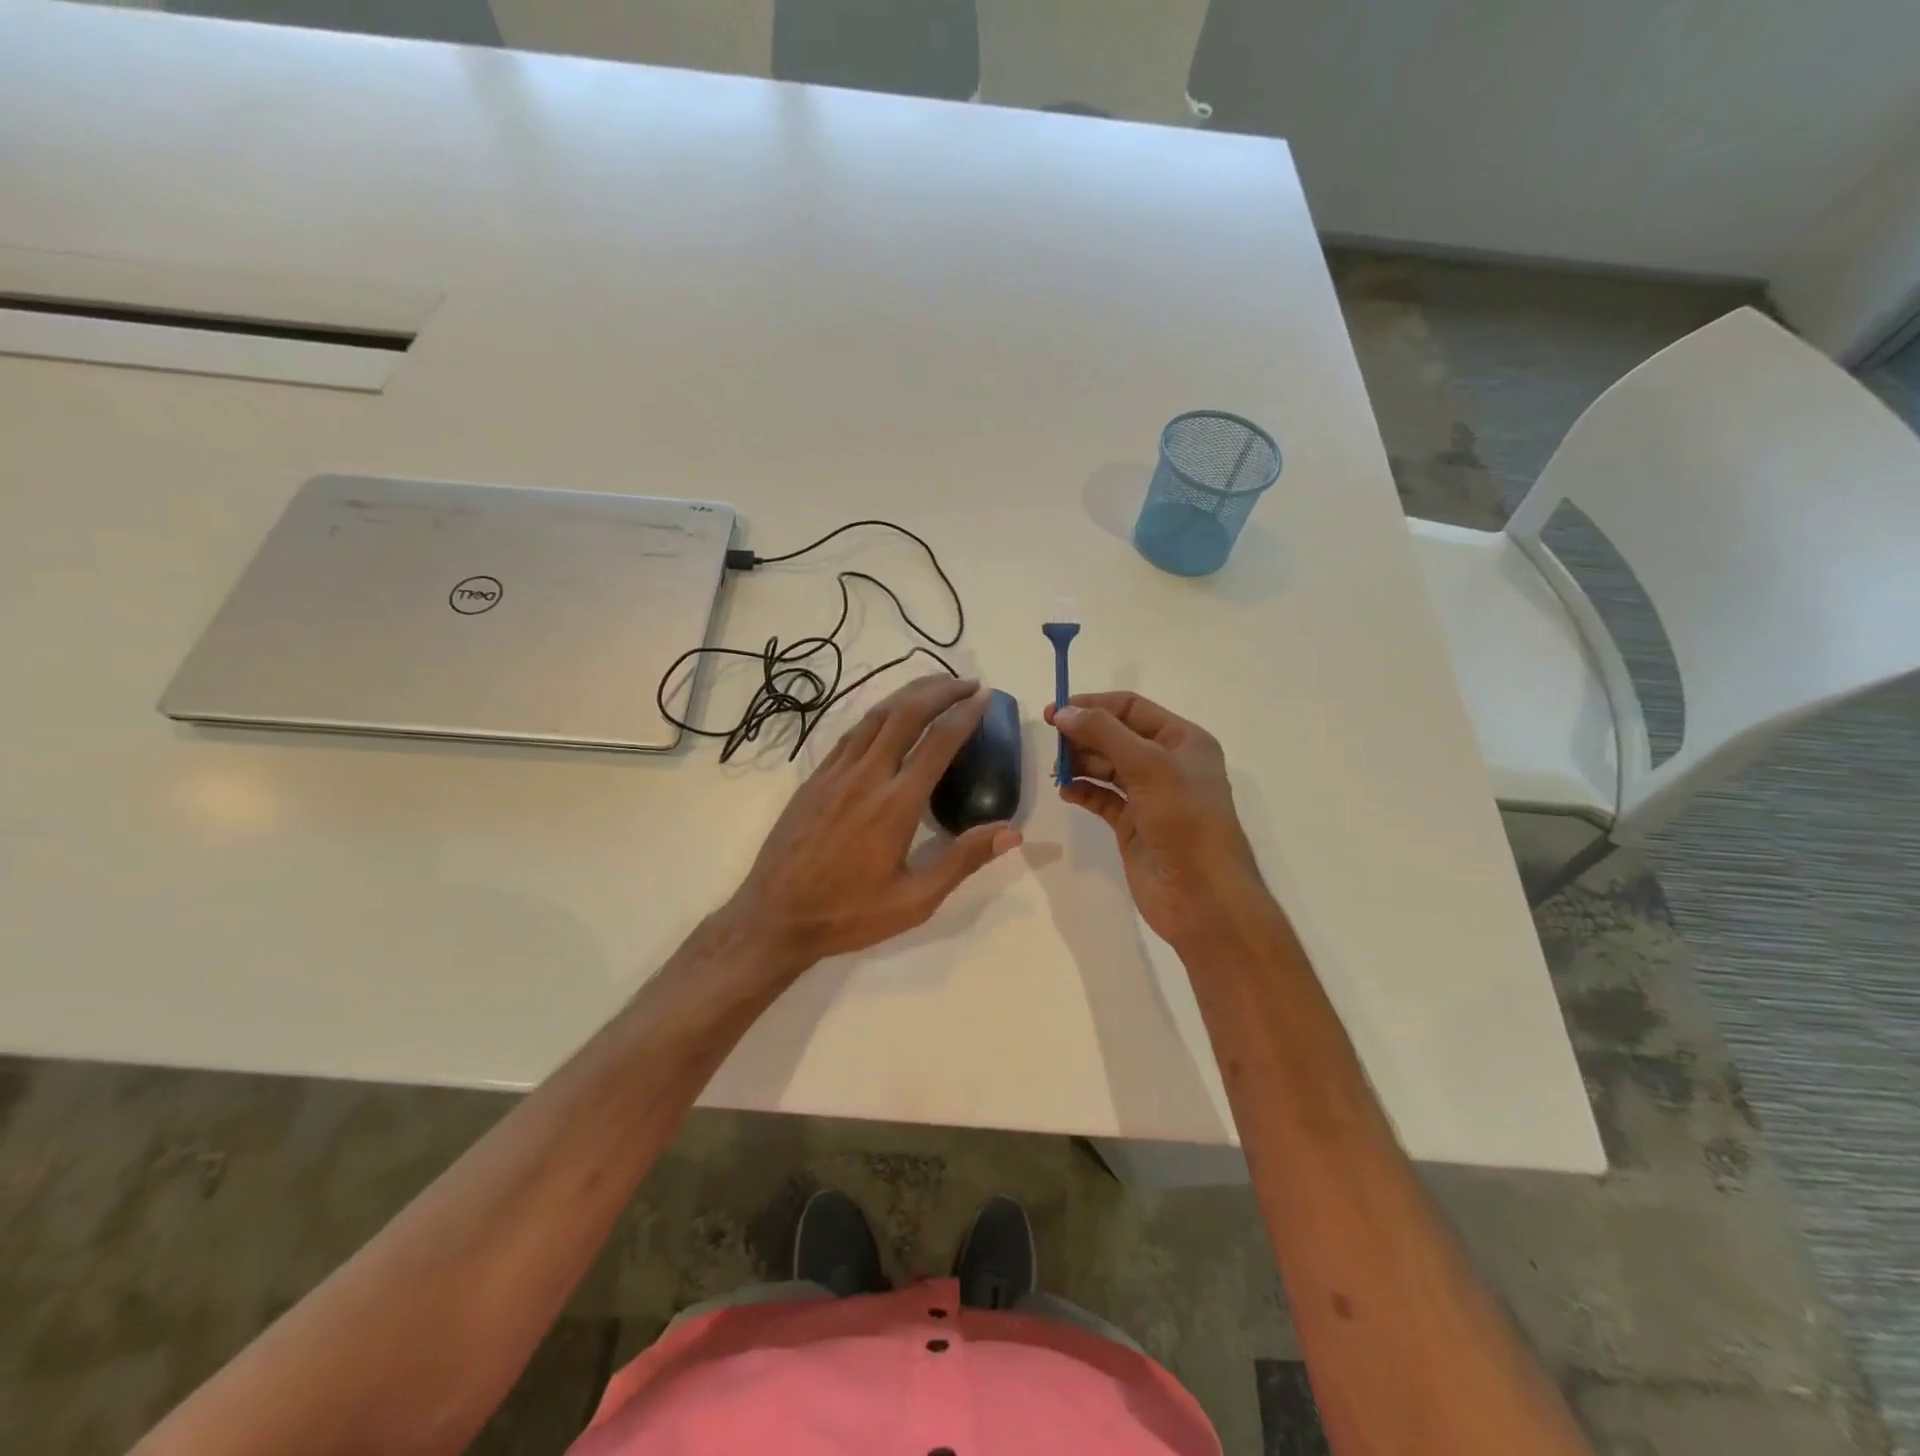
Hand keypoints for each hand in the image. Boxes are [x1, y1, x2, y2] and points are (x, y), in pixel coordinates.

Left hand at [727, 675, 1022, 969]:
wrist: (775, 916)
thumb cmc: (849, 913)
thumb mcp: (914, 900)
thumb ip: (962, 861)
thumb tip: (1011, 833)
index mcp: (896, 804)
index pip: (938, 743)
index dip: (965, 714)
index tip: (985, 697)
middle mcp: (866, 777)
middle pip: (906, 714)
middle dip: (939, 690)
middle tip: (966, 683)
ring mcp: (835, 773)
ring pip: (875, 716)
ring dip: (908, 694)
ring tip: (935, 686)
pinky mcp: (815, 778)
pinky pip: (851, 733)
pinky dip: (877, 714)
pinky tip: (888, 716)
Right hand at [1045, 691, 1265, 948]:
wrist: (1202, 895)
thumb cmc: (1184, 820)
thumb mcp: (1147, 766)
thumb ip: (1103, 733)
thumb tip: (1063, 712)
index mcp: (1183, 740)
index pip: (1131, 708)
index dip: (1093, 705)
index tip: (1056, 712)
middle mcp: (1167, 763)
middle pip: (1116, 735)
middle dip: (1084, 734)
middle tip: (1049, 741)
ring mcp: (1149, 796)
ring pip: (1107, 766)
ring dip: (1080, 762)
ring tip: (1055, 768)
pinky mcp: (1133, 824)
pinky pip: (1102, 798)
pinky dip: (1083, 790)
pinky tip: (1065, 791)